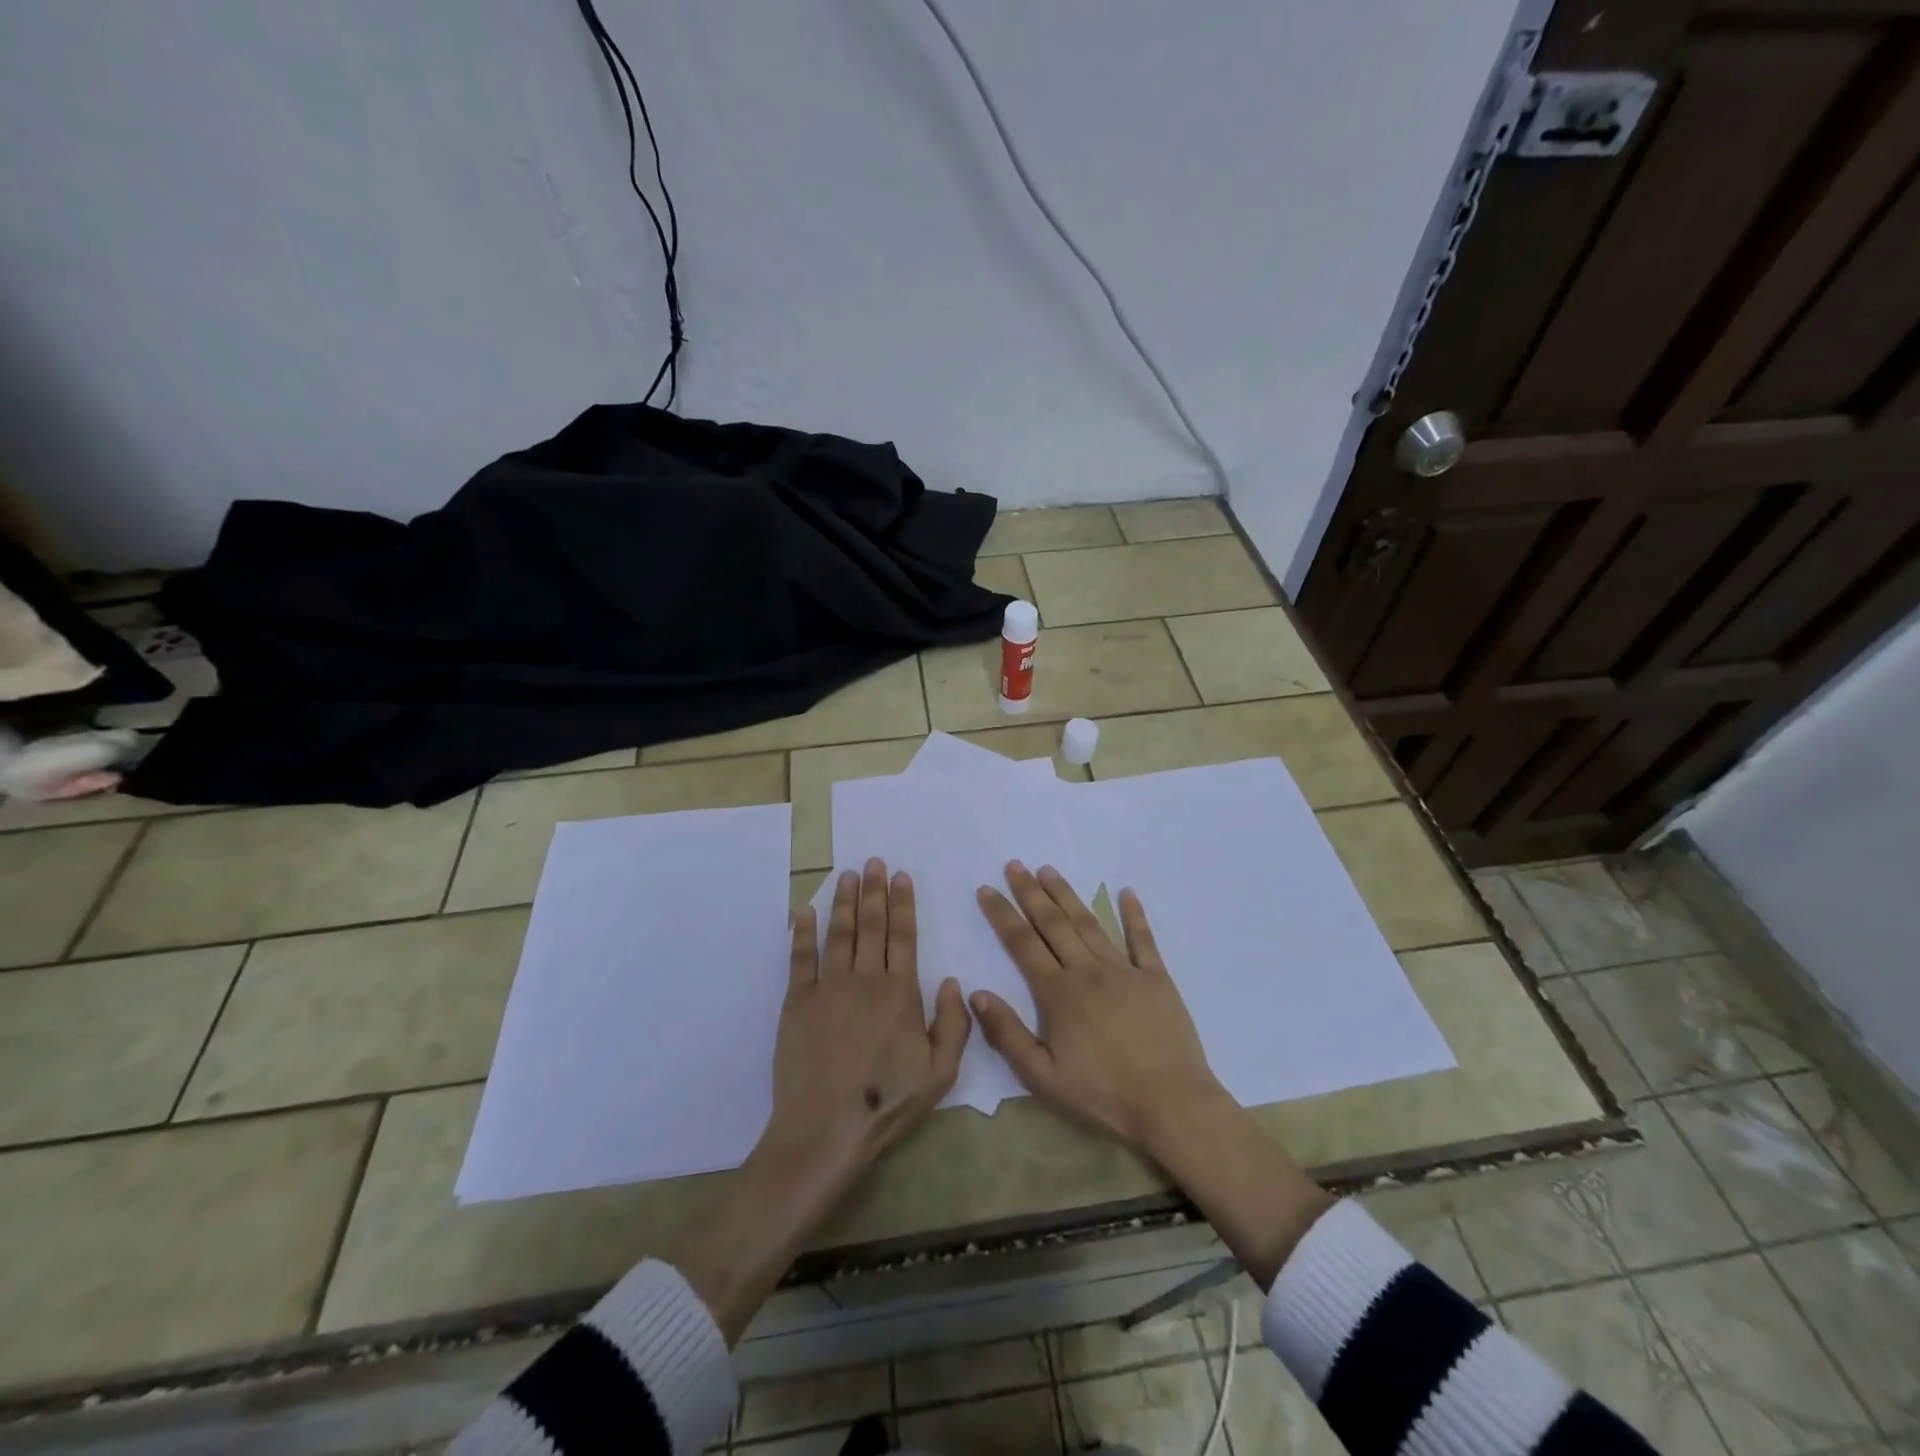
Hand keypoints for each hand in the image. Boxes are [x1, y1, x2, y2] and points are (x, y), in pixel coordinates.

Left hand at [765, 858, 971, 1176]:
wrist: (826, 1128)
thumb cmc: (886, 1102)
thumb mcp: (941, 1073)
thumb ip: (954, 1024)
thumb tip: (954, 981)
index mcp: (901, 993)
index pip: (904, 936)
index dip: (903, 904)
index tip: (901, 876)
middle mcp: (866, 979)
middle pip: (871, 925)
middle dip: (874, 890)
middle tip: (874, 861)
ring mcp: (828, 987)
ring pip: (839, 932)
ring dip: (844, 901)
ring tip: (847, 874)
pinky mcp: (797, 1001)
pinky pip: (801, 957)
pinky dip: (803, 931)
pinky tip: (806, 911)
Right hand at [972, 861, 1222, 1157]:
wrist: (1172, 1105)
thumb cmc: (1103, 1095)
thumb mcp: (1043, 1077)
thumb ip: (1007, 1034)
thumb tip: (976, 992)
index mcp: (1059, 993)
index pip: (1022, 944)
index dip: (1002, 914)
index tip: (987, 889)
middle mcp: (1088, 970)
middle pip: (1053, 923)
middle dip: (1031, 892)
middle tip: (1015, 865)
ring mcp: (1125, 970)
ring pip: (1089, 922)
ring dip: (1067, 895)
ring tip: (1049, 870)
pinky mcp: (1156, 978)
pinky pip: (1142, 938)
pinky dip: (1134, 914)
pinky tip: (1126, 892)